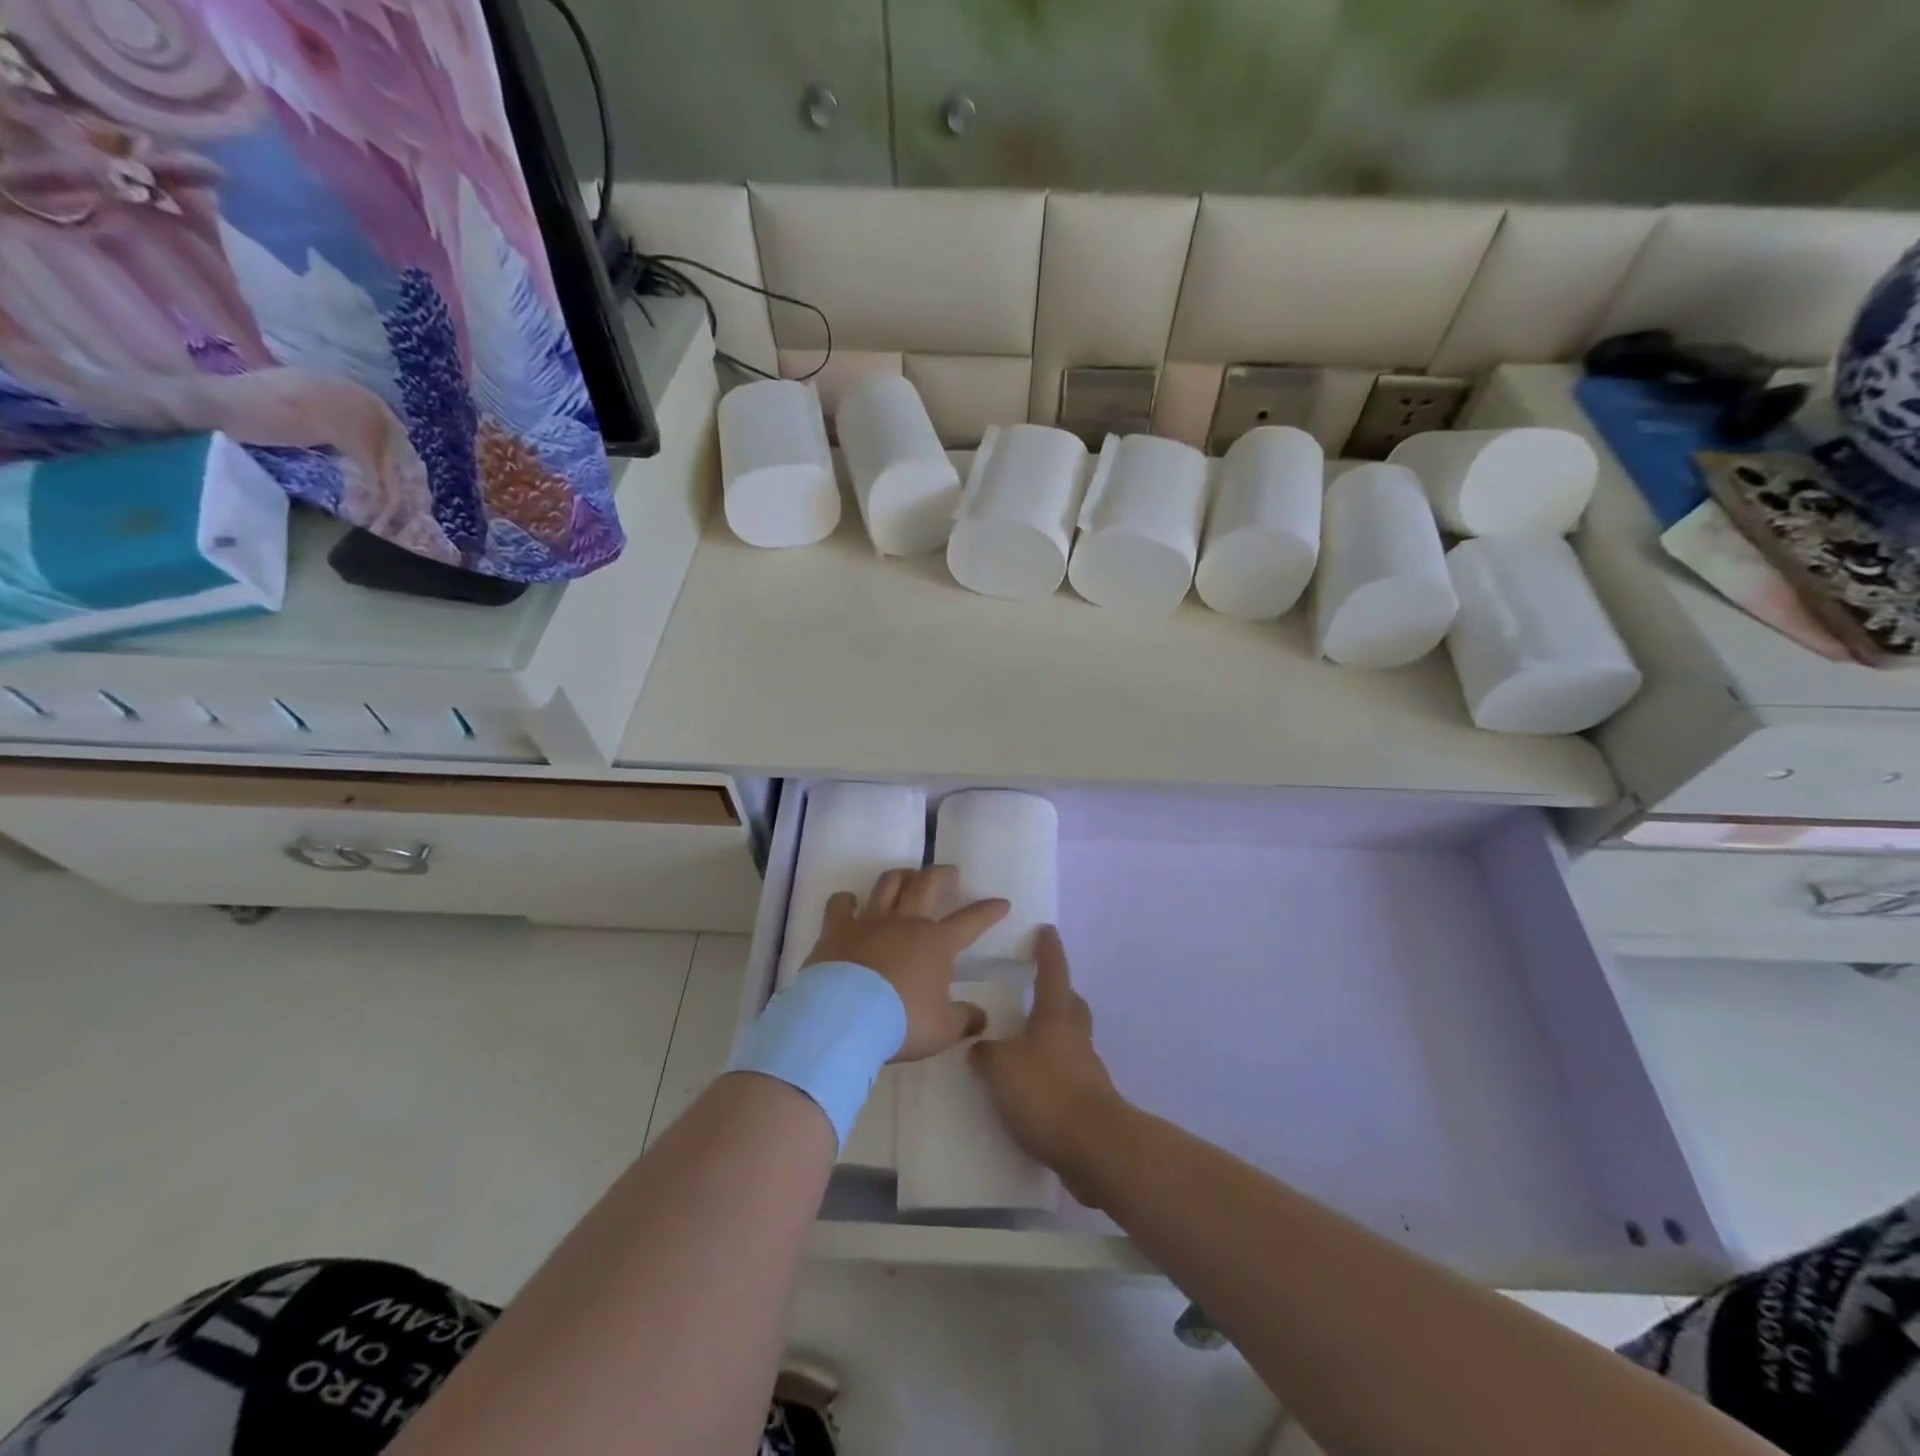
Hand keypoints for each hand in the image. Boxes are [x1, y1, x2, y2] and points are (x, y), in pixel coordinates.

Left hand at [805, 865, 1008, 1061]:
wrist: (846, 1017)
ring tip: (907, 875)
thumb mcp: (943, 1029)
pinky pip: (840, 904)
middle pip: (928, 885)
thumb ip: (965, 1020)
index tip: (1002, 902)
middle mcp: (906, 923)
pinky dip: (845, 900)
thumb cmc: (902, 1022)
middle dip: (942, 874)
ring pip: (888, 885)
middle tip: (949, 871)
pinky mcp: (837, 929)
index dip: (988, 911)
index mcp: (937, 943)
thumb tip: (982, 1017)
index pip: (971, 921)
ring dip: (901, 876)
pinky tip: (848, 901)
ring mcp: (870, 922)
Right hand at [971, 926, 1121, 1182]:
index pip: (1052, 973)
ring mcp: (1086, 1069)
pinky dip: (1052, 1070)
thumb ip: (986, 1054)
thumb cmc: (1045, 1092)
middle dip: (1059, 992)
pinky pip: (1069, 1072)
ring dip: (1054, 1034)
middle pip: (1071, 1004)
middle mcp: (1074, 1036)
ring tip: (1027, 1040)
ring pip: (1071, 1038)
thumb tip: (980, 1046)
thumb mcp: (1001, 1068)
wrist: (1093, 1146)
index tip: (1047, 930)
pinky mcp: (1089, 1100)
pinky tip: (1032, 1084)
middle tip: (1040, 988)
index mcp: (1055, 1017)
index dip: (1048, 951)